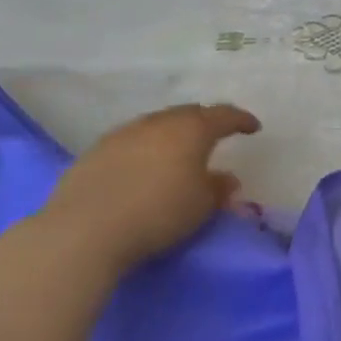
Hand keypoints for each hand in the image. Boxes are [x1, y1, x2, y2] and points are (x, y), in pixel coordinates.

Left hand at [45, 103, 260, 270]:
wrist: (87, 227)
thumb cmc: (159, 212)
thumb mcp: (202, 206)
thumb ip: (219, 189)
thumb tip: (227, 178)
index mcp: (191, 130)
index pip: (223, 116)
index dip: (241, 120)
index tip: (253, 127)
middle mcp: (158, 122)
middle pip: (188, 114)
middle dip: (205, 122)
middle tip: (216, 136)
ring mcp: (124, 133)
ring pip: (157, 124)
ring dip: (173, 134)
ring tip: (179, 151)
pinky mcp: (97, 150)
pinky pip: (133, 140)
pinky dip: (147, 147)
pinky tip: (145, 165)